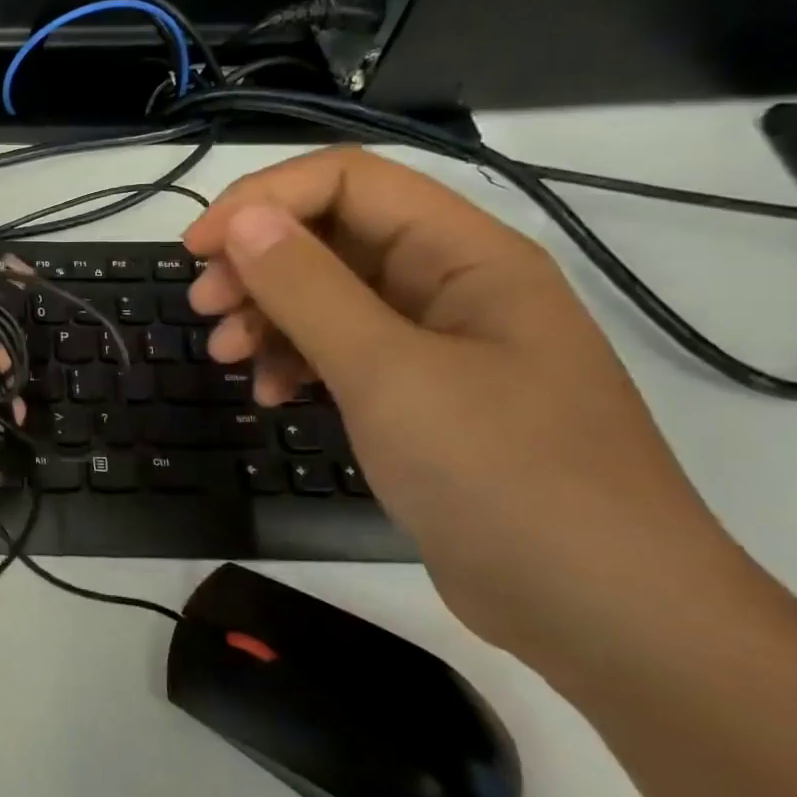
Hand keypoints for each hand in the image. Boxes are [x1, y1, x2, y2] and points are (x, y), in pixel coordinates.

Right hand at [183, 148, 731, 659]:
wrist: (597, 613)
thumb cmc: (501, 475)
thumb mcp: (389, 373)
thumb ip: (309, 288)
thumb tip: (242, 218)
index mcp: (464, 254)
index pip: (346, 182)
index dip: (263, 200)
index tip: (198, 248)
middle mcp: (449, 284)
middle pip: (330, 237)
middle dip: (256, 263)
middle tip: (203, 306)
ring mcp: (433, 343)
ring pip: (326, 296)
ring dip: (266, 315)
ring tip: (225, 356)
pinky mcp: (416, 395)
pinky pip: (337, 351)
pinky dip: (293, 363)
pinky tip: (271, 395)